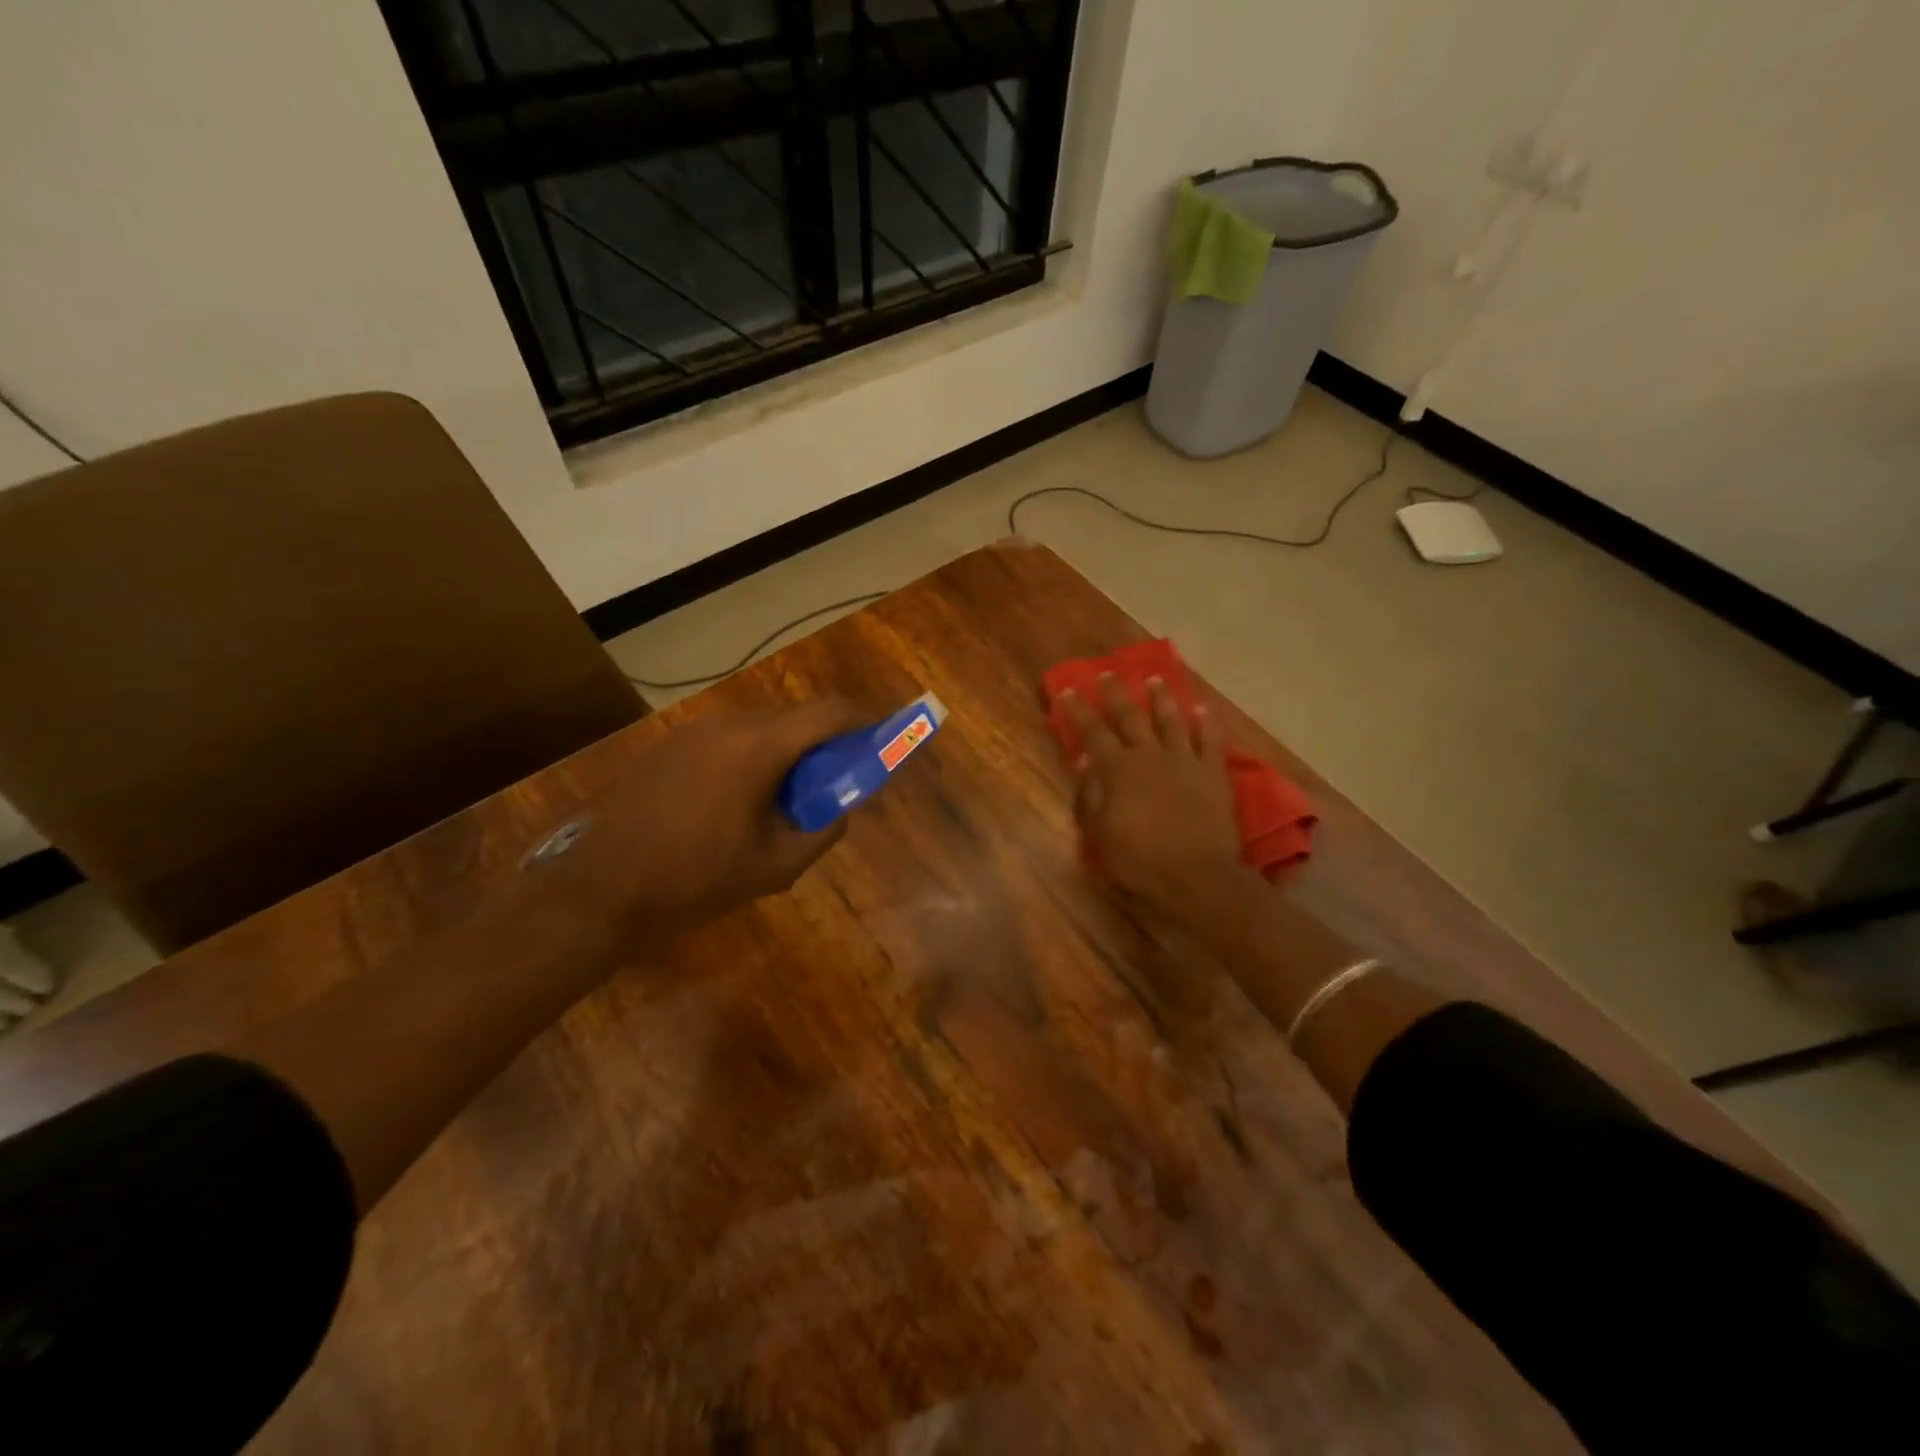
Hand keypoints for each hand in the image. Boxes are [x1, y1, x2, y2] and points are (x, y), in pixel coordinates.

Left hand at [560, 698, 865, 934]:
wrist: (601, 888)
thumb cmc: (696, 880)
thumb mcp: (776, 867)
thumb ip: (824, 831)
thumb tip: (842, 809)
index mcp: (758, 748)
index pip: (828, 713)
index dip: (862, 721)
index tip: (879, 740)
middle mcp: (728, 724)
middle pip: (796, 715)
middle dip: (825, 739)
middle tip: (835, 778)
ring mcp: (694, 730)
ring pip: (762, 724)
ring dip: (788, 747)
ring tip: (787, 793)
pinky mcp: (671, 744)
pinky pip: (729, 736)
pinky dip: (754, 753)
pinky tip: (741, 797)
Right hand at [1060, 675, 1251, 921]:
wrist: (1196, 874)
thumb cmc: (1140, 858)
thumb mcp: (1100, 832)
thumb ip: (1090, 794)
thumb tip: (1084, 760)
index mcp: (1118, 769)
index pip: (1093, 732)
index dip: (1078, 711)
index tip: (1069, 690)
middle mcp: (1150, 755)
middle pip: (1131, 717)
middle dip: (1116, 693)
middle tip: (1108, 673)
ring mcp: (1185, 761)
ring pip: (1171, 720)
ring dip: (1161, 698)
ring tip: (1155, 679)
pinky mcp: (1213, 773)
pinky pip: (1211, 741)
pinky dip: (1207, 723)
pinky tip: (1203, 709)